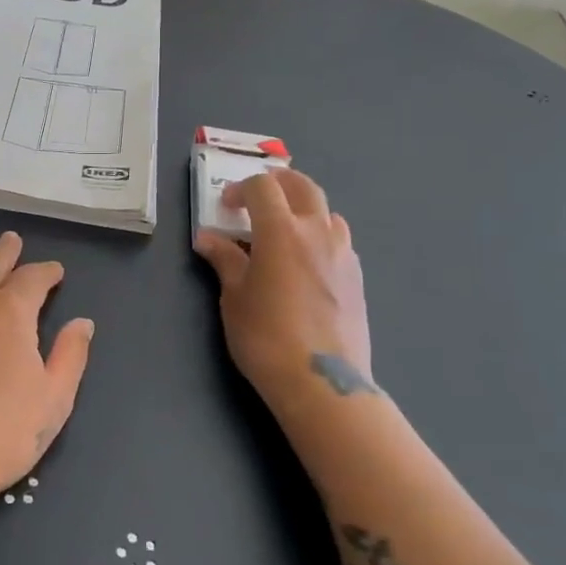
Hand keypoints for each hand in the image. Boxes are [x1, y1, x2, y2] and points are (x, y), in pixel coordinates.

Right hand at [194, 170, 376, 416]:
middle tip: (258, 198)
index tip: (226, 207)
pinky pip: (339, 240)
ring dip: (304, 209)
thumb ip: (224, 260)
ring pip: (327, 212)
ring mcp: (343, 253)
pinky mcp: (358, 277)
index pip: (262, 187)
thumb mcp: (234, 297)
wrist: (321, 381)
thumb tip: (207, 238)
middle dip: (277, 183)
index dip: (240, 189)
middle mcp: (317, 231)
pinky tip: (306, 263)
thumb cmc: (266, 336)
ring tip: (285, 231)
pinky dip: (320, 236)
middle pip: (302, 186)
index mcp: (282, 230)